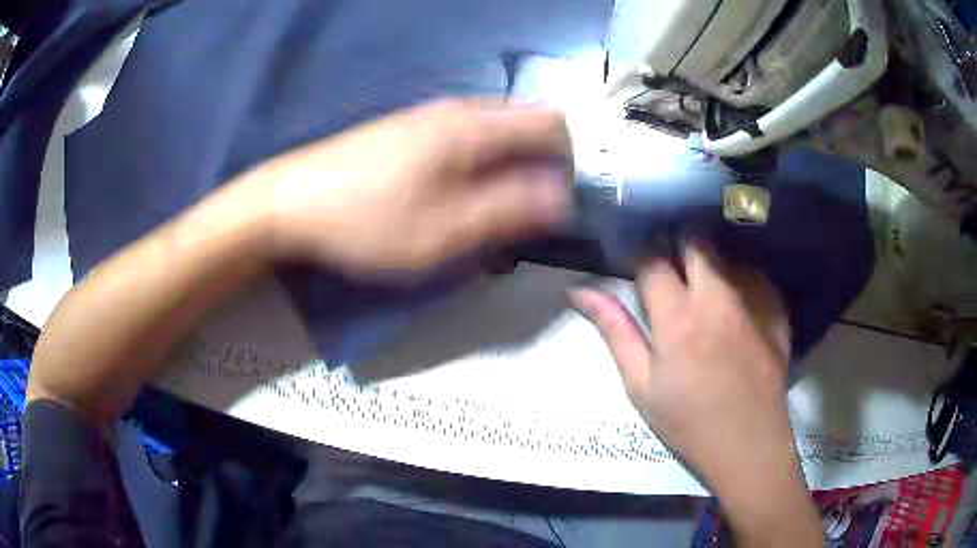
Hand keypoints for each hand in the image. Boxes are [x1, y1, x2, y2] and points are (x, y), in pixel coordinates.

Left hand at [240, 98, 571, 273]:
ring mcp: (429, 118)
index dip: (574, 157)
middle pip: (526, 127)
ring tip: (498, 215)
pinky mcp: (409, 132)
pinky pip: (466, 143)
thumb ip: (510, 211)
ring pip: (495, 136)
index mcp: (474, 126)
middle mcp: (457, 110)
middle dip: (543, 167)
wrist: (288, 203)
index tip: (574, 198)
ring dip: (510, 171)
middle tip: (536, 215)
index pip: (552, 124)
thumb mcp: (445, 232)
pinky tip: (460, 200)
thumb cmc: (366, 220)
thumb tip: (563, 198)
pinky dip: (480, 169)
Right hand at [571, 245, 821, 545]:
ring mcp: (752, 300)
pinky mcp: (776, 308)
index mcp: (678, 318)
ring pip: (725, 253)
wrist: (748, 442)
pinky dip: (739, 279)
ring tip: (705, 287)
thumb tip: (579, 290)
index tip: (641, 262)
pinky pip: (754, 274)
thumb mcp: (640, 385)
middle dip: (678, 242)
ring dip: (710, 261)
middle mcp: (718, 297)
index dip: (642, 253)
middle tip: (673, 266)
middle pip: (694, 241)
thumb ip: (614, 331)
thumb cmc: (688, 420)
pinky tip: (736, 303)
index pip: (653, 259)